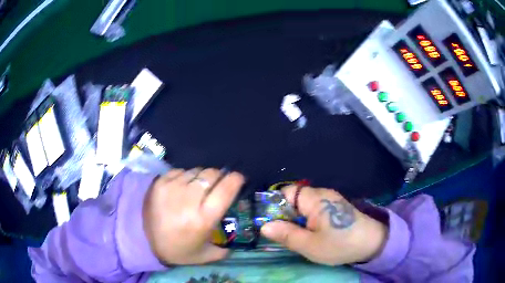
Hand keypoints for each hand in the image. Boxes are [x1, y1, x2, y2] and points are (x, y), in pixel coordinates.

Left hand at [142, 168, 243, 264]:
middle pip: (212, 174)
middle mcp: (189, 200)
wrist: (144, 241)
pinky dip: (186, 176)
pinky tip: (183, 187)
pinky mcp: (160, 182)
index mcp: (204, 219)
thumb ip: (225, 249)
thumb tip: (235, 238)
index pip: (226, 189)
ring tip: (198, 187)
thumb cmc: (178, 249)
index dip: (236, 179)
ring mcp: (172, 188)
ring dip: (202, 177)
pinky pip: (181, 171)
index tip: (239, 178)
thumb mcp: (206, 254)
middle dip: (219, 176)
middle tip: (217, 184)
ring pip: (196, 170)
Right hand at [261, 186, 386, 264]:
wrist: (372, 243)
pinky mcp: (335, 207)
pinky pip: (314, 209)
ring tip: (296, 236)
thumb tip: (264, 226)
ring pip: (303, 206)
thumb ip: (286, 235)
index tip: (270, 224)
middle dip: (285, 216)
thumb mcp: (310, 245)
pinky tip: (310, 233)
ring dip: (296, 220)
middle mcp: (322, 194)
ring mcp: (330, 200)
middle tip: (283, 235)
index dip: (274, 205)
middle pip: (293, 199)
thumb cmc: (340, 244)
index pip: (285, 192)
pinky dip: (307, 220)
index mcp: (315, 199)